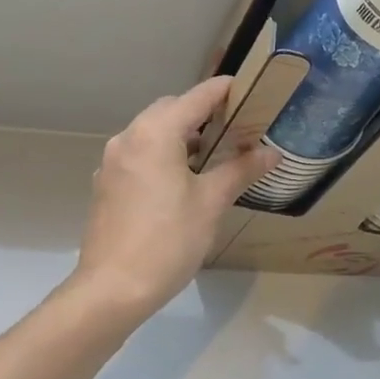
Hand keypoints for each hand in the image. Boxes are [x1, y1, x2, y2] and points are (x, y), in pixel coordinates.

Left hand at [72, 77, 277, 319]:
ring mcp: (113, 162)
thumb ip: (241, 169)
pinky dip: (163, 154)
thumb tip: (272, 152)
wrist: (112, 289)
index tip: (251, 90)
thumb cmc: (168, 239)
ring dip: (182, 135)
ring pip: (152, 132)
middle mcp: (129, 138)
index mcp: (155, 133)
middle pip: (170, 109)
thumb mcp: (211, 202)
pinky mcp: (107, 185)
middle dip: (202, 112)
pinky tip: (183, 180)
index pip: (197, 97)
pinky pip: (140, 154)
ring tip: (215, 154)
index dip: (225, 90)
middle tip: (236, 126)